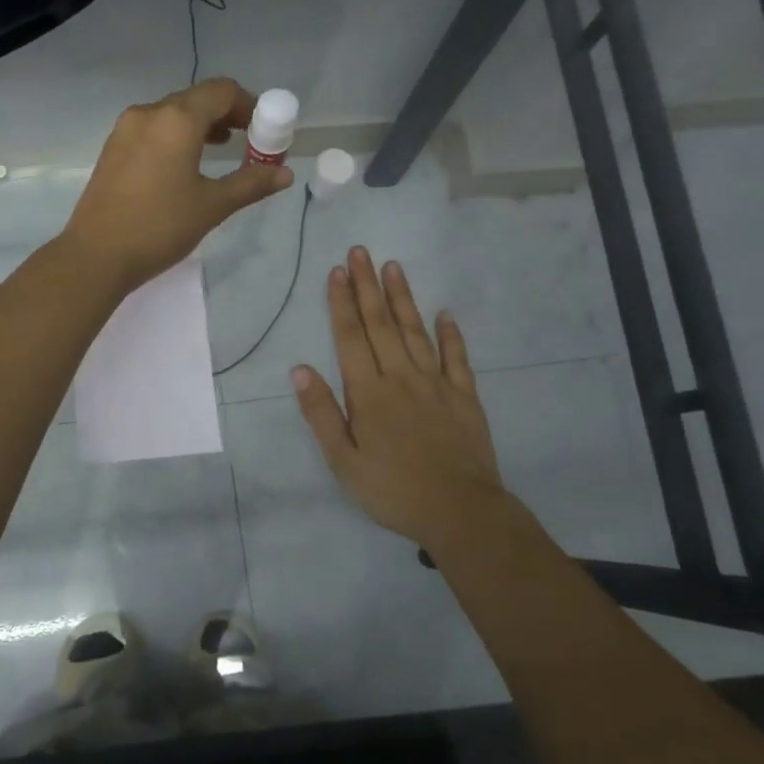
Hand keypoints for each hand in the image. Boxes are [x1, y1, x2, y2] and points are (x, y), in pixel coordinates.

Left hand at [62, 78, 294, 293]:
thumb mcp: (212, 206)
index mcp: (177, 119)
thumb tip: (284, 173)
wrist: (96, 255)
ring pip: (172, 114)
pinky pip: (153, 130)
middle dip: (226, 115)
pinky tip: (184, 165)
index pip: (221, 91)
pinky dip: (175, 137)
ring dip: (200, 126)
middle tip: (247, 142)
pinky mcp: (113, 149)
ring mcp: (125, 129)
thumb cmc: (160, 227)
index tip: (263, 129)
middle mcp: (149, 113)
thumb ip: (251, 183)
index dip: (249, 105)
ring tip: (220, 151)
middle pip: (196, 99)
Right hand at [293, 249, 518, 556]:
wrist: (460, 511)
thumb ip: (322, 413)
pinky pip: (457, 358)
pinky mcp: (465, 396)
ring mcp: (437, 384)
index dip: (342, 303)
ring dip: (403, 298)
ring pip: (416, 332)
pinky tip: (445, 313)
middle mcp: (401, 377)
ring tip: (394, 267)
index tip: (338, 271)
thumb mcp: (344, 461)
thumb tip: (299, 370)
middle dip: (368, 287)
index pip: (351, 338)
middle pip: (381, 325)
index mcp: (368, 393)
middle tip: (361, 252)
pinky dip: (450, 334)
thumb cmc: (393, 490)